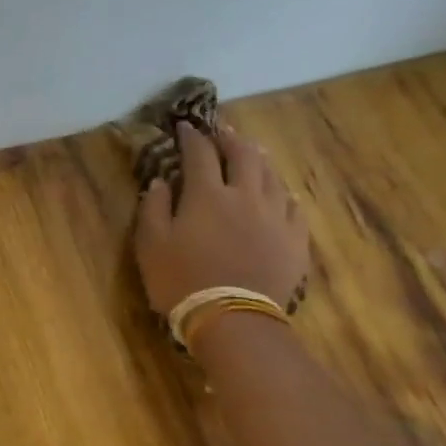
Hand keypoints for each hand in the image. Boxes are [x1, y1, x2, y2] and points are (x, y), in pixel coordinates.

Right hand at [134, 121, 308, 317]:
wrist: (232, 319)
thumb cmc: (182, 281)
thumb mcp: (151, 246)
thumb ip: (153, 208)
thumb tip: (160, 181)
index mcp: (207, 195)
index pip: (199, 154)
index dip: (191, 137)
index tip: (184, 126)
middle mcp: (246, 195)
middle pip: (244, 154)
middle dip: (231, 138)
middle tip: (223, 132)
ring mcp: (276, 216)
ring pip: (272, 175)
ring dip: (259, 159)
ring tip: (253, 154)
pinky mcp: (295, 239)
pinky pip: (293, 206)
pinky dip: (283, 193)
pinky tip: (280, 194)